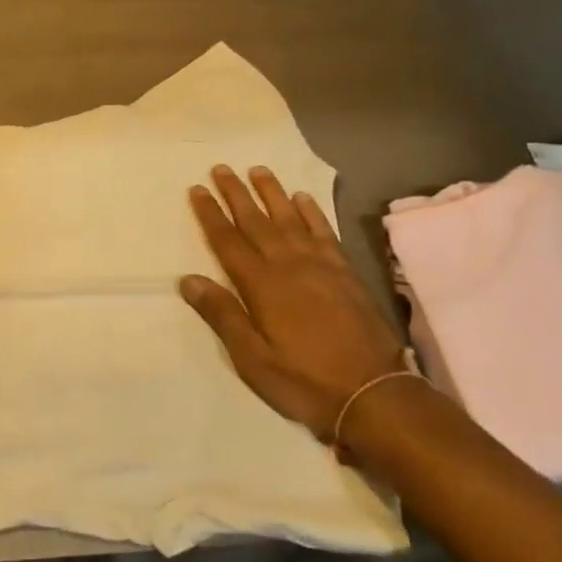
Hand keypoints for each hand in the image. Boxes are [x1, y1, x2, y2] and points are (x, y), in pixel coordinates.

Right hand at [181, 165, 407, 441]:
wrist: (374, 394)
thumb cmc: (304, 380)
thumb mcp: (252, 359)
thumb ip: (222, 315)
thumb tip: (188, 279)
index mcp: (261, 285)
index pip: (227, 241)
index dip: (210, 214)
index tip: (197, 189)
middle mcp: (288, 265)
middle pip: (256, 221)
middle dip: (236, 193)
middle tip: (221, 167)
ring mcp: (320, 265)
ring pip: (289, 218)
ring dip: (272, 193)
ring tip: (258, 170)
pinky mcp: (345, 272)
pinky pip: (324, 232)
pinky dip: (311, 212)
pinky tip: (302, 198)